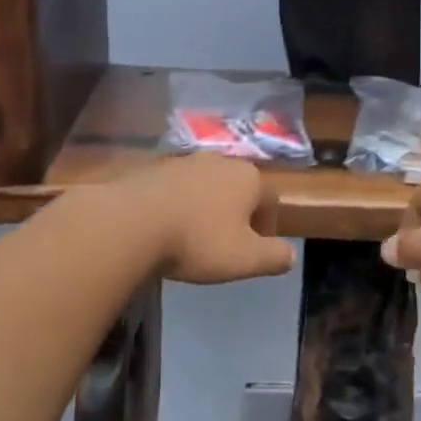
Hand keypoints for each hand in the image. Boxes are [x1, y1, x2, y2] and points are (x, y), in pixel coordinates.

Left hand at [124, 155, 295, 283]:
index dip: (267, 226)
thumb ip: (274, 256)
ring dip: (204, 207)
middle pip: (237, 188)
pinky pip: (174, 188)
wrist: (130, 222)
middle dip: (236, 213)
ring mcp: (183, 161)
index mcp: (248, 177)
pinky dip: (176, 205)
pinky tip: (165, 228)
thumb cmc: (198, 240)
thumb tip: (290, 254)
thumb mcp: (245, 259)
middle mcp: (219, 161)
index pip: (270, 199)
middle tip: (226, 244)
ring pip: (204, 186)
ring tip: (192, 237)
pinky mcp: (152, 169)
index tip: (255, 251)